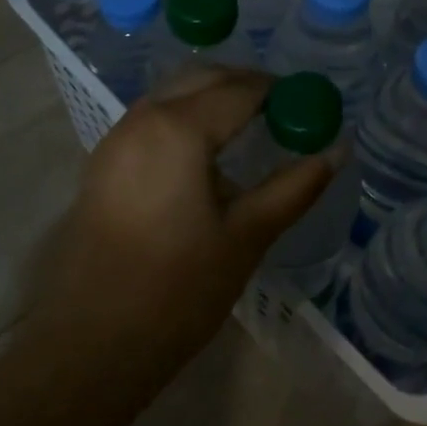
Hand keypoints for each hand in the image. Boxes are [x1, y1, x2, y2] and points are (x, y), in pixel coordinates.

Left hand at [31, 68, 333, 383]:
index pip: (241, 89)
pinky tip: (209, 151)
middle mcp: (143, 118)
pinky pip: (153, 117)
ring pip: (174, 94)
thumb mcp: (248, 236)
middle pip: (203, 78)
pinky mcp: (103, 163)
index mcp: (179, 129)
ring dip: (214, 97)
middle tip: (286, 110)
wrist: (89, 347)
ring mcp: (117, 138)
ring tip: (254, 126)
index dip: (281, 92)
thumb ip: (295, 186)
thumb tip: (337, 150)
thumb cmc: (177, 291)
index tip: (311, 105)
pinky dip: (187, 116)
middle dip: (247, 84)